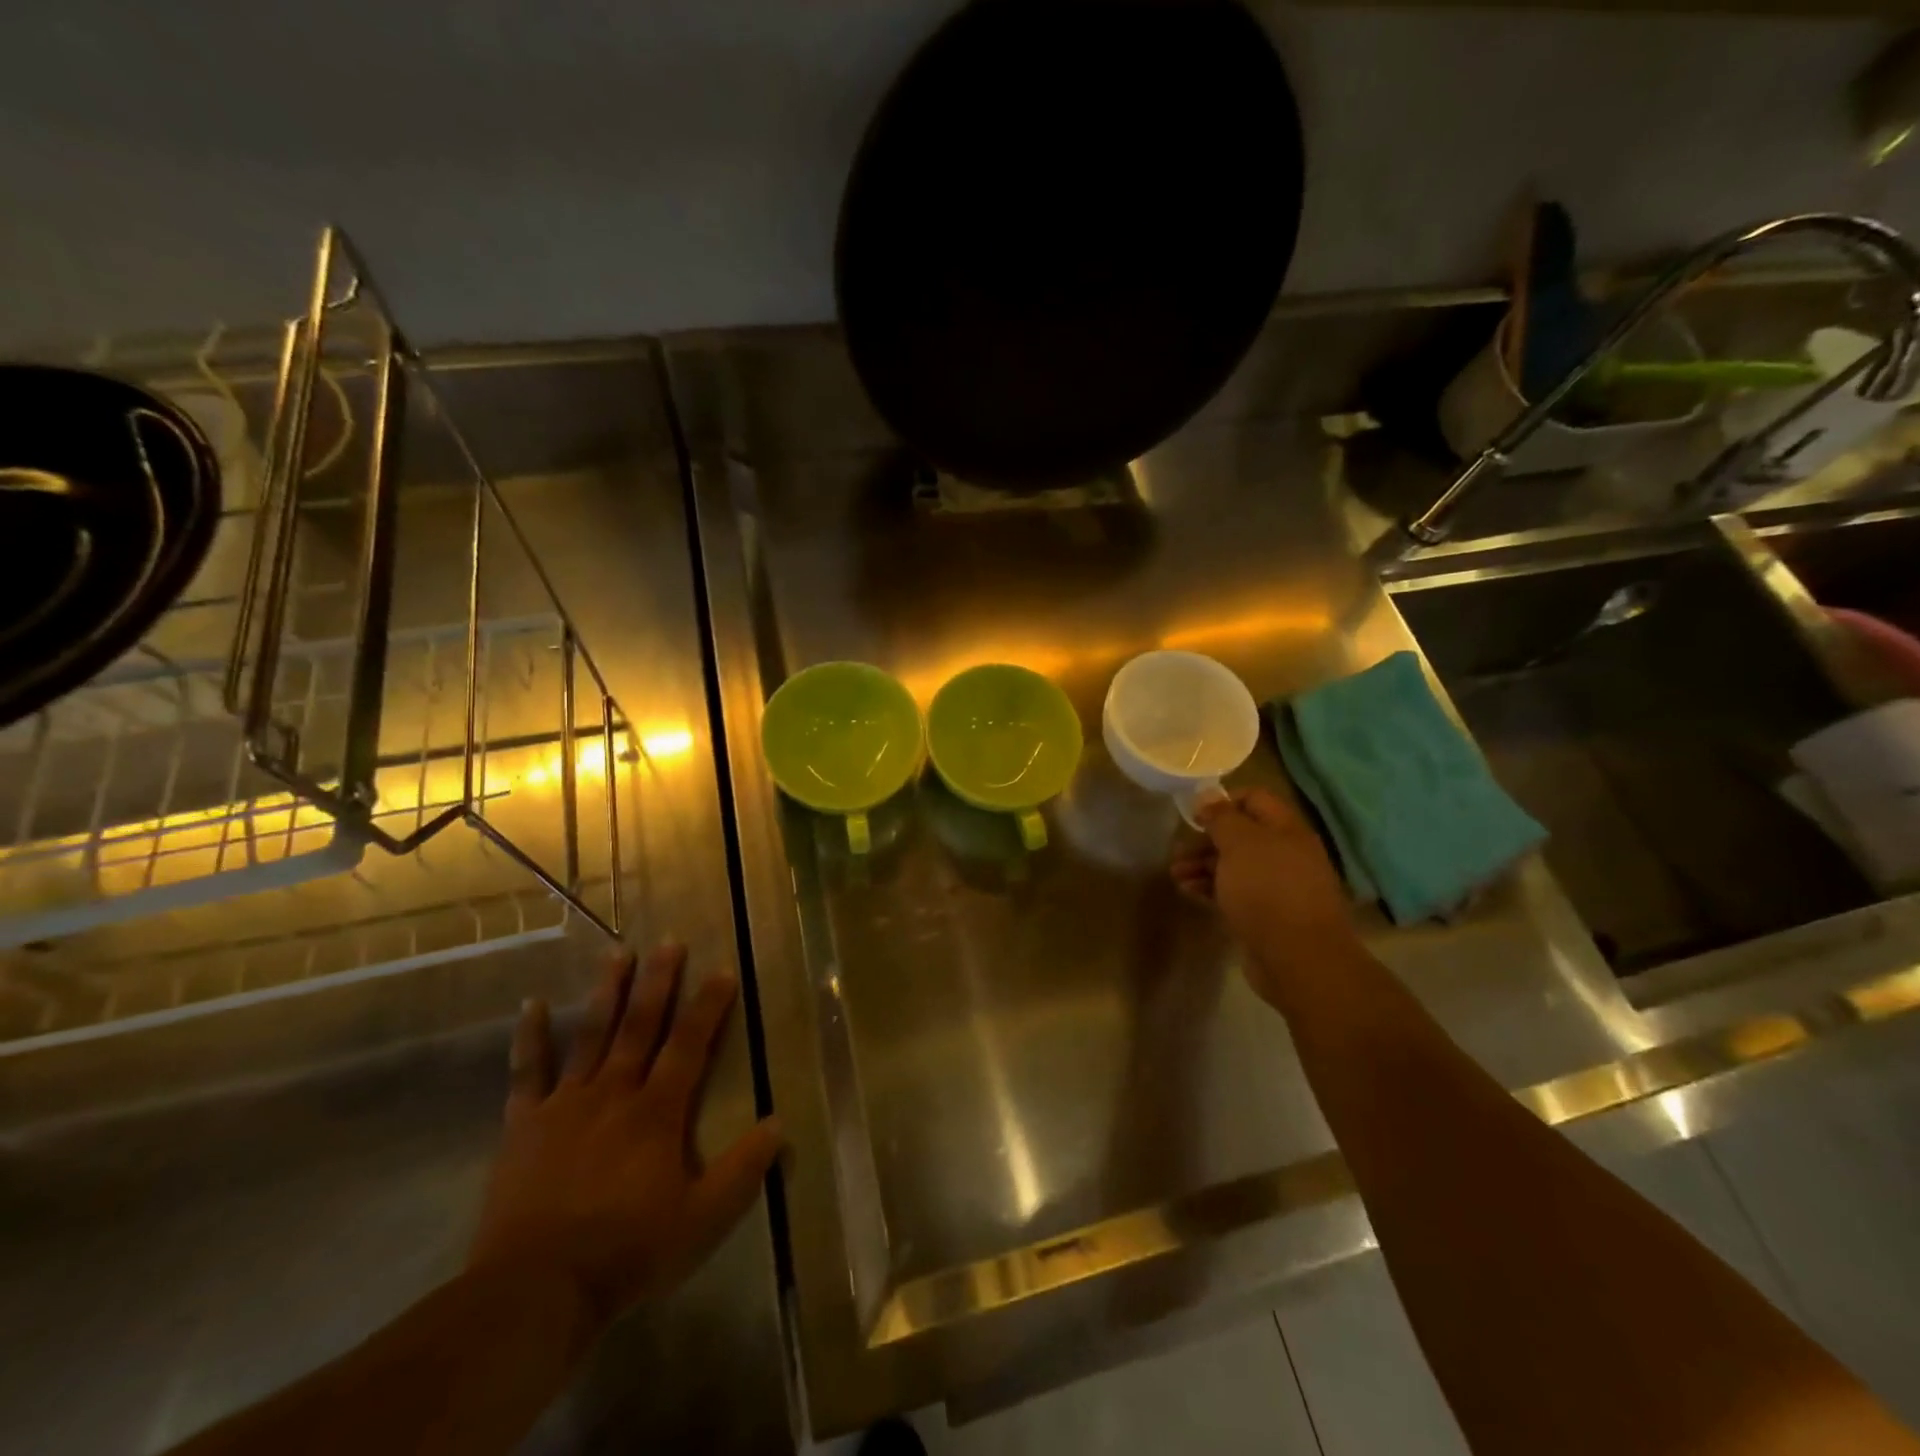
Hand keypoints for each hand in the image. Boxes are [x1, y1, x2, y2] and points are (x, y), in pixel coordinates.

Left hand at [467, 944, 781, 1330]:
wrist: (535, 1291)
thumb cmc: (627, 1252)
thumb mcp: (702, 1219)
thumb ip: (743, 1170)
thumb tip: (779, 1124)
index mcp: (658, 1112)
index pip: (690, 1045)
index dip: (708, 1006)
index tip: (722, 970)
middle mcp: (615, 1093)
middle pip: (641, 1026)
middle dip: (658, 982)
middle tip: (669, 942)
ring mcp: (566, 1105)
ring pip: (591, 1035)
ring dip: (606, 993)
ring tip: (617, 953)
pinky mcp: (524, 1125)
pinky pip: (527, 1072)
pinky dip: (531, 1037)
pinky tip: (533, 1004)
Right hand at [1171, 787, 1362, 1006]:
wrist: (1298, 959)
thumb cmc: (1267, 890)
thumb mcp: (1239, 844)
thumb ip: (1221, 817)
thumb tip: (1207, 794)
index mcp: (1286, 830)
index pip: (1254, 799)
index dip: (1223, 802)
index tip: (1194, 815)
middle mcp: (1285, 854)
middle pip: (1241, 835)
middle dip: (1206, 840)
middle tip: (1177, 851)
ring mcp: (1277, 886)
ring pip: (1235, 866)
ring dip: (1203, 866)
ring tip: (1176, 875)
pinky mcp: (1267, 915)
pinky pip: (1235, 892)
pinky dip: (1211, 888)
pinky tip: (1189, 892)